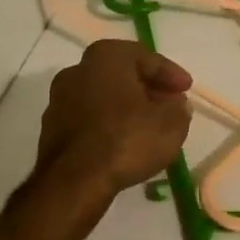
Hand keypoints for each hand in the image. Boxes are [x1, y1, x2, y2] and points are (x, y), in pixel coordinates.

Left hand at [36, 40, 192, 194]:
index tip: (186, 90)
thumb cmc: (126, 140)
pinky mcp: (52, 128)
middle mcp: (77, 70)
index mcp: (106, 57)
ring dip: (128, 106)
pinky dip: (109, 123)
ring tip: (150, 125)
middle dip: (149, 88)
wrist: (74, 181)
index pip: (146, 58)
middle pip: (122, 74)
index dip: (171, 74)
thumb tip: (176, 105)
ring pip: (103, 96)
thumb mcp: (171, 124)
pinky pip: (90, 117)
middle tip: (170, 105)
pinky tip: (125, 140)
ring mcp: (59, 99)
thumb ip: (179, 109)